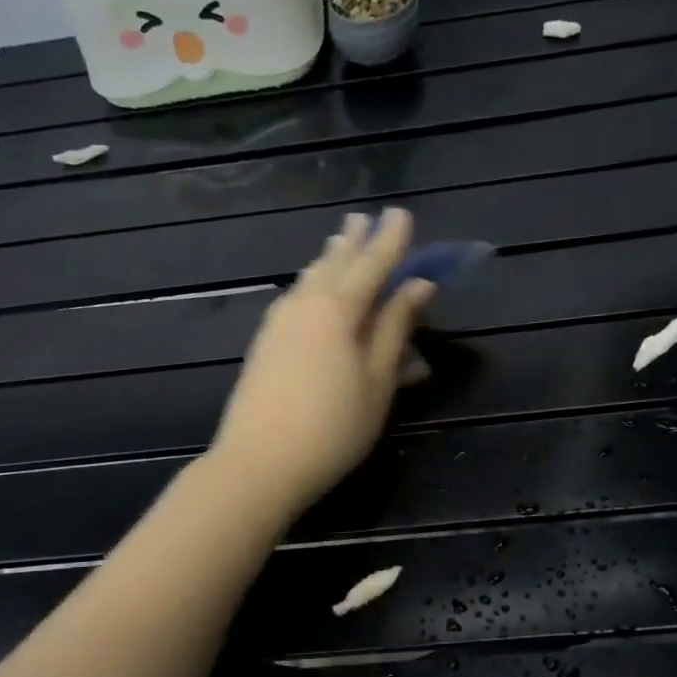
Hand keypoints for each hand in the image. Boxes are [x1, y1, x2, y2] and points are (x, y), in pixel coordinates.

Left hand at [210, 209, 435, 515]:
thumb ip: (395, 329)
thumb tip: (418, 285)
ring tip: (338, 242)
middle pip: (334, 263)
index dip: (391, 240)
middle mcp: (305, 304)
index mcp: (339, 308)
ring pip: (308, 279)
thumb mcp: (377, 381)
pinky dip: (309, 285)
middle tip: (364, 218)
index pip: (372, 263)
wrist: (259, 463)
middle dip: (354, 241)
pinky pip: (293, 299)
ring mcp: (278, 323)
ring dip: (328, 259)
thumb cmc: (333, 427)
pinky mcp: (263, 344)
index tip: (402, 214)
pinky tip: (307, 290)